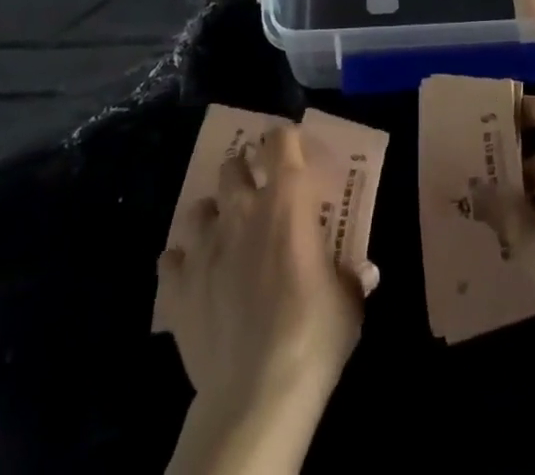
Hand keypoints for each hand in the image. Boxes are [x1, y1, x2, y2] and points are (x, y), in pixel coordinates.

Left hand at [159, 124, 373, 411]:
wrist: (257, 395)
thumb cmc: (314, 334)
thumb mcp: (349, 301)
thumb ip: (352, 276)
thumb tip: (364, 271)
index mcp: (287, 199)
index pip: (280, 140)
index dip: (285, 140)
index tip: (293, 152)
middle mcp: (241, 210)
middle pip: (232, 166)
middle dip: (243, 173)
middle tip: (257, 194)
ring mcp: (204, 247)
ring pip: (197, 208)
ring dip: (211, 215)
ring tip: (223, 235)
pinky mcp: (177, 287)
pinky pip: (170, 260)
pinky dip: (181, 263)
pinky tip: (193, 277)